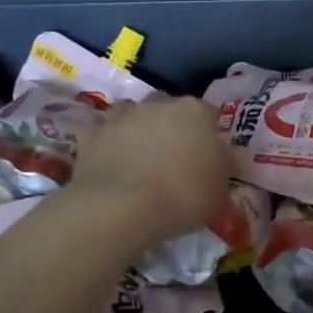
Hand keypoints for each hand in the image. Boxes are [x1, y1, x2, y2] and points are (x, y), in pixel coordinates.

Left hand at [73, 97, 230, 241]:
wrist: (120, 207)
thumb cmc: (183, 195)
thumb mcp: (220, 188)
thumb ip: (221, 165)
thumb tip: (218, 156)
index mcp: (195, 112)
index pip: (208, 112)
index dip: (209, 131)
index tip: (209, 152)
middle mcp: (158, 105)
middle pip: (168, 107)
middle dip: (172, 124)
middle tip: (174, 154)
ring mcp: (121, 116)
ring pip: (133, 113)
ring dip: (138, 128)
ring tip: (141, 156)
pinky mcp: (91, 134)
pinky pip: (104, 132)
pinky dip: (109, 142)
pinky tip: (114, 162)